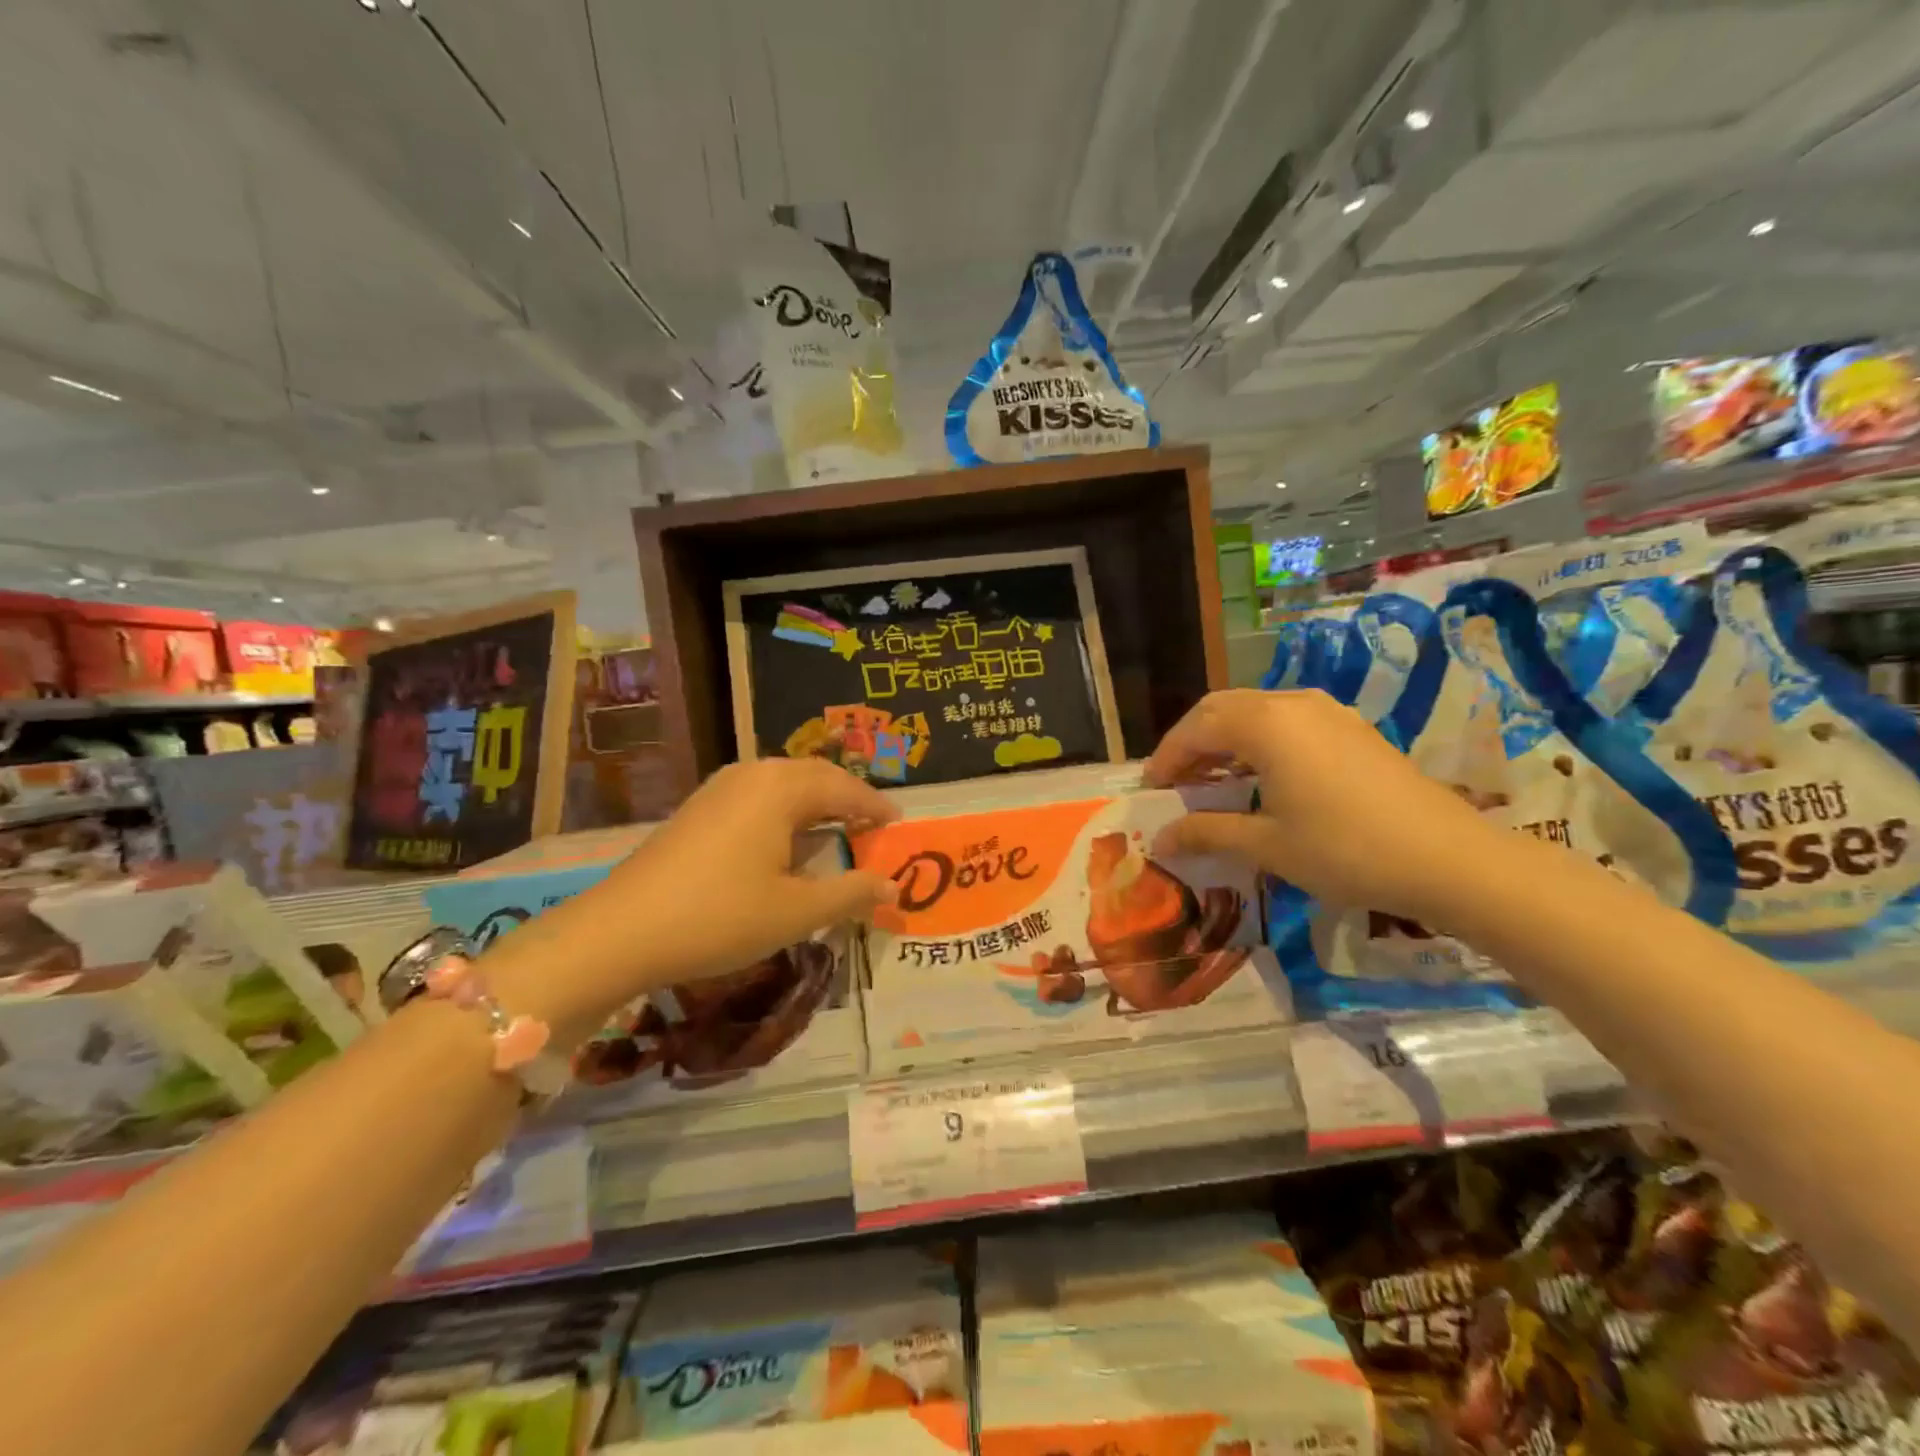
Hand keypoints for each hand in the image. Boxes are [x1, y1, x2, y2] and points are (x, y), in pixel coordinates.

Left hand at [486, 759, 898, 1044]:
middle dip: (846, 799)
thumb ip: (851, 893)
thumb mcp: (796, 912)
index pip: (844, 787)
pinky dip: (784, 813)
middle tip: (871, 827)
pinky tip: (784, 844)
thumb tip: (893, 885)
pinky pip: (757, 797)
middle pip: (814, 777)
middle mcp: (752, 774)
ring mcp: (719, 788)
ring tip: (835, 833)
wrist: (619, 932)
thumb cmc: (720, 917)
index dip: (875, 806)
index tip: (898, 824)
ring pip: (783, 785)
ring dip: (814, 805)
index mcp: (782, 788)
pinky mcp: (698, 808)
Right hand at [1144, 689, 1504, 923]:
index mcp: (1265, 725)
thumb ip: (1207, 833)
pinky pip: (1285, 720)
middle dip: (1191, 742)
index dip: (1166, 758)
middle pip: (1221, 708)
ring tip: (1213, 780)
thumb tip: (1159, 840)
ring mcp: (1326, 711)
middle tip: (1176, 782)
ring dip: (1224, 739)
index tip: (1152, 791)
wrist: (1449, 858)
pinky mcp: (1350, 727)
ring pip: (1254, 710)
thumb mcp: (1267, 846)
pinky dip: (1257, 740)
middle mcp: (1292, 704)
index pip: (1195, 729)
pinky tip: (1261, 776)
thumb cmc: (1346, 851)